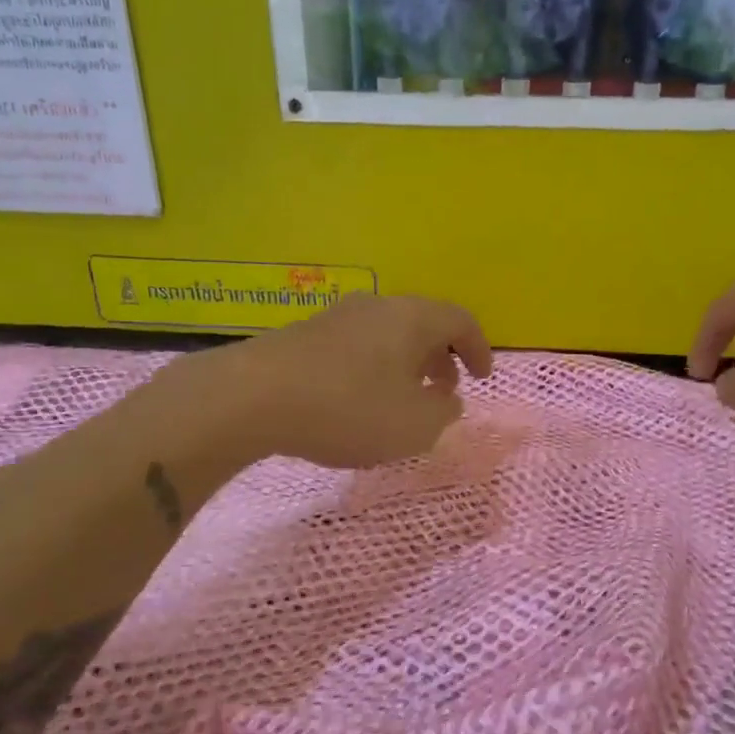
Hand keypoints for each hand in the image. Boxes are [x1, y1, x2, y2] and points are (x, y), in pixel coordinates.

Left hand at [220, 294, 493, 467]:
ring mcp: (336, 318)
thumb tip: (446, 400)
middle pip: (422, 324)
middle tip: (445, 392)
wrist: (252, 397)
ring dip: (406, 366)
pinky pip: (356, 348)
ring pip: (387, 336)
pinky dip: (373, 370)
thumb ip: (443, 413)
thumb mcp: (415, 425)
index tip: (482, 377)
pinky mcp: (304, 337)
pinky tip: (358, 402)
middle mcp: (377, 307)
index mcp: (412, 318)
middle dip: (441, 359)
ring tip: (403, 401)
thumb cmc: (349, 408)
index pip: (460, 321)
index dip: (479, 348)